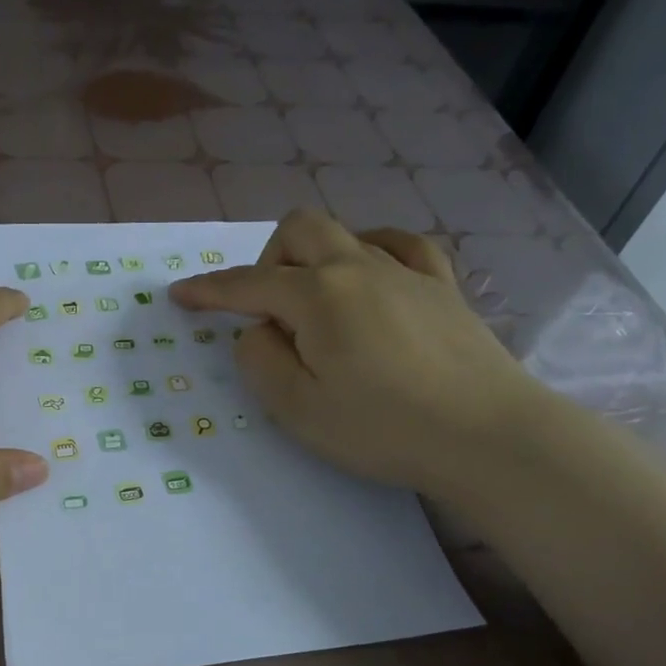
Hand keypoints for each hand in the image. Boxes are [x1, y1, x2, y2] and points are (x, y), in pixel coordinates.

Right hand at [169, 210, 542, 499]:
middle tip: (267, 312)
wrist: (486, 435)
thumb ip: (260, 360)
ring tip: (316, 305)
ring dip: (315, 259)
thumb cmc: (381, 427)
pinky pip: (401, 246)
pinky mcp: (443, 288)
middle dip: (267, 261)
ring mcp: (407, 272)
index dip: (208, 290)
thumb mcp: (296, 407)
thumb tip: (259, 332)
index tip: (179, 295)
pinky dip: (373, 251)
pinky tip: (371, 275)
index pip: (247, 285)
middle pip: (298, 230)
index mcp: (317, 295)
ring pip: (346, 234)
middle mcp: (358, 267)